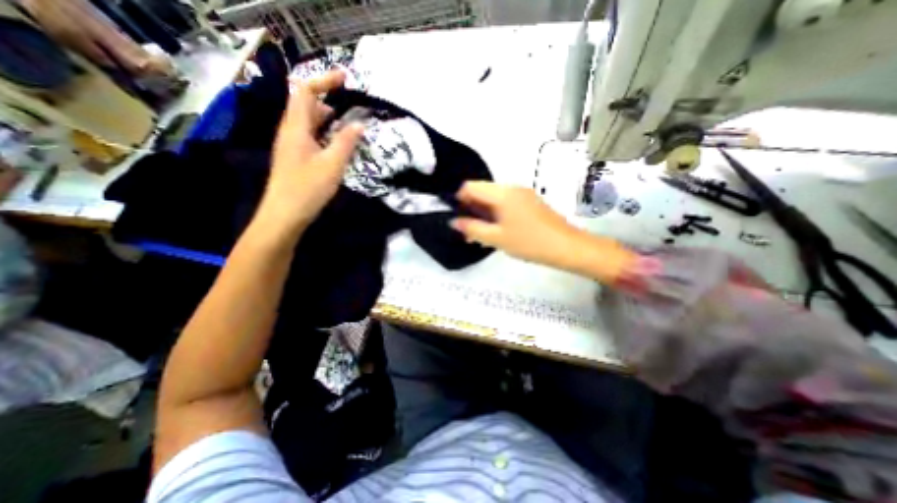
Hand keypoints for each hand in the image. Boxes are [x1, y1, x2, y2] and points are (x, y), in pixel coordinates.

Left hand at [254, 68, 360, 233]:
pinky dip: (326, 133)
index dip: (324, 81)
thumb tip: (359, 123)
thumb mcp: (332, 164)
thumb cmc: (307, 189)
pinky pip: (311, 136)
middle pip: (307, 104)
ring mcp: (292, 144)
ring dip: (329, 118)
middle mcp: (290, 131)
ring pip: (310, 122)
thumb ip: (346, 142)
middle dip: (329, 99)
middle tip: (354, 105)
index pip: (306, 92)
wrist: (284, 214)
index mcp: (296, 128)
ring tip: (351, 124)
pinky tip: (339, 144)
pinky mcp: (296, 157)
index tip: (346, 79)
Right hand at [448, 181, 582, 266]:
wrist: (566, 247)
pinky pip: (506, 203)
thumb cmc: (529, 242)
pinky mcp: (529, 202)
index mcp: (502, 193)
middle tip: (468, 230)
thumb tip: (454, 221)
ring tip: (481, 234)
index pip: (470, 186)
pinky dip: (496, 214)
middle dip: (471, 208)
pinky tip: (497, 230)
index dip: (459, 199)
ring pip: (494, 198)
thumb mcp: (497, 238)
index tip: (457, 217)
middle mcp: (511, 188)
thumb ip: (472, 228)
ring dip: (483, 213)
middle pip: (482, 191)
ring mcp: (522, 194)